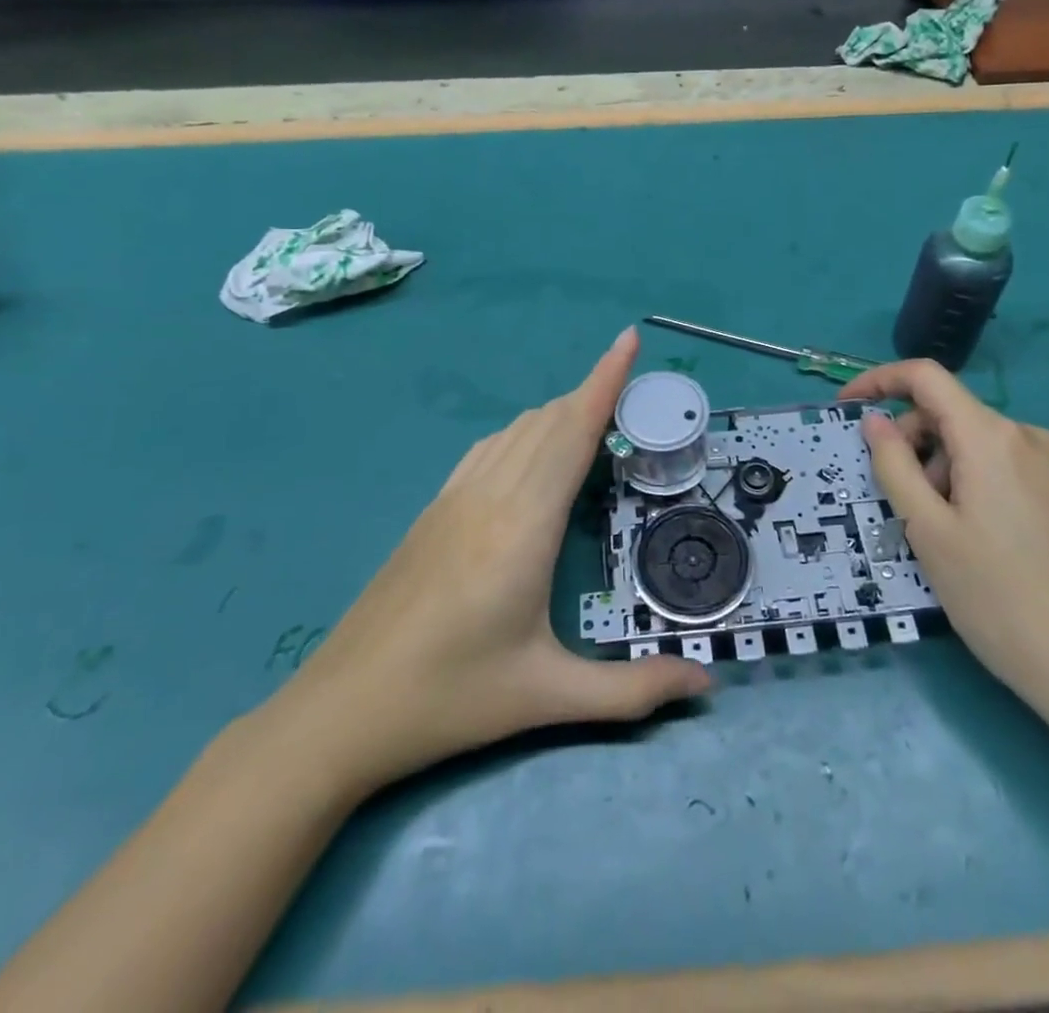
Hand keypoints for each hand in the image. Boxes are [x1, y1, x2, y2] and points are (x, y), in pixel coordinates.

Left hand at [262, 326, 711, 802]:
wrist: (341, 711)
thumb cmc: (451, 699)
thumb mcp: (547, 697)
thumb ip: (632, 692)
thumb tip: (706, 687)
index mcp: (524, 525)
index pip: (572, 431)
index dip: (604, 380)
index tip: (628, 339)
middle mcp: (491, 495)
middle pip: (550, 421)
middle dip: (594, 396)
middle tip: (637, 403)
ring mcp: (455, 498)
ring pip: (517, 430)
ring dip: (560, 414)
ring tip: (596, 425)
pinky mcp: (433, 510)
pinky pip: (489, 448)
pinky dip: (525, 433)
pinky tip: (532, 455)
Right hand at [839, 360, 1048, 718]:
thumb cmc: (998, 598)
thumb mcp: (926, 531)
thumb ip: (893, 465)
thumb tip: (875, 421)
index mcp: (992, 437)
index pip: (926, 377)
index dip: (879, 381)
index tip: (847, 409)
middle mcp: (1030, 436)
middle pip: (952, 415)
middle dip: (913, 445)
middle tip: (902, 506)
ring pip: (979, 445)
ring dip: (945, 471)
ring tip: (946, 536)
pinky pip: (1009, 468)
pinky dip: (977, 484)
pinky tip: (983, 540)